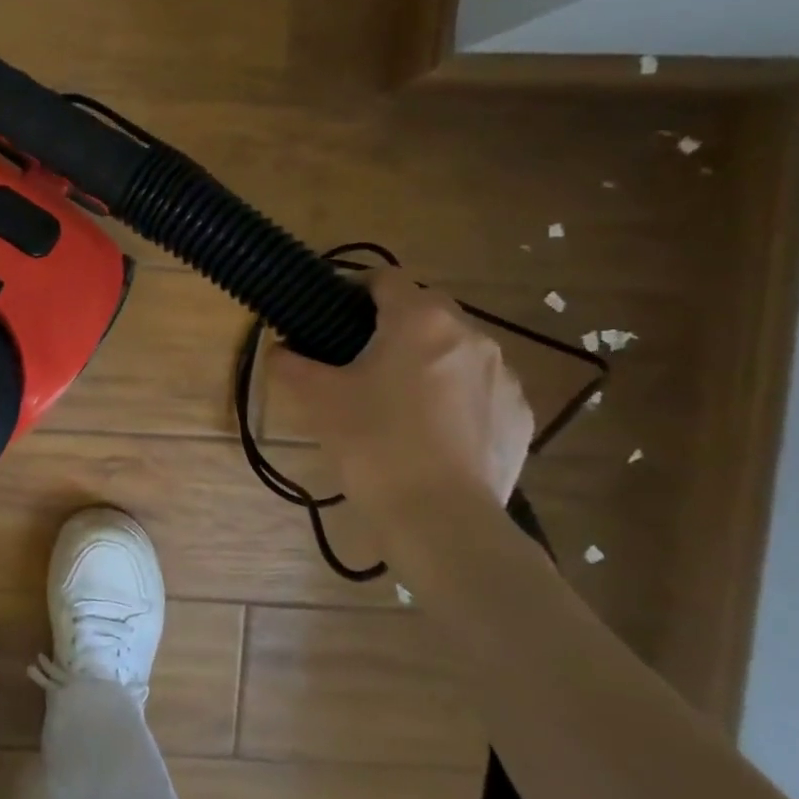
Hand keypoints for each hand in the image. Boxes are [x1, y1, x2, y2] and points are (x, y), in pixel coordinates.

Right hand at [267, 269, 532, 510]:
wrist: (441, 519)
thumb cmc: (373, 444)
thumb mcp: (318, 400)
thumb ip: (291, 365)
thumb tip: (278, 349)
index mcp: (420, 320)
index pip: (385, 278)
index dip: (354, 287)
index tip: (332, 312)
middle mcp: (471, 335)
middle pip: (425, 312)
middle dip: (391, 327)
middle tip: (357, 361)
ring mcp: (504, 376)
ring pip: (455, 351)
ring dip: (426, 361)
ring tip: (396, 400)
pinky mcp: (520, 415)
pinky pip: (480, 389)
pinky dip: (455, 397)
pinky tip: (431, 432)